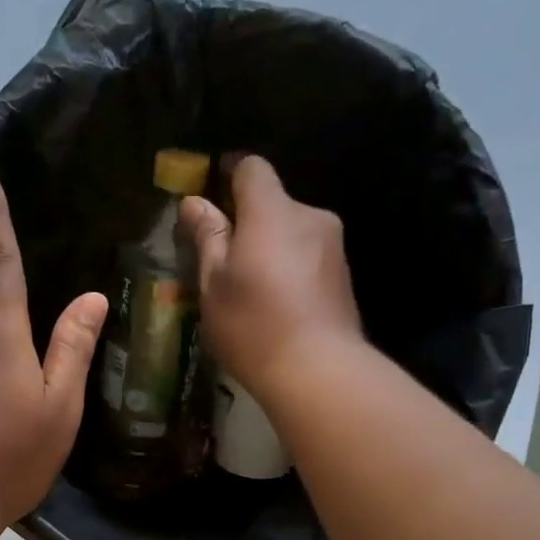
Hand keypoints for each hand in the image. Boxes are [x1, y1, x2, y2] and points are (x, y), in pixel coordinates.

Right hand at [180, 156, 363, 396]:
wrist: (318, 370)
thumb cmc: (253, 324)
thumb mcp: (214, 284)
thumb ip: (207, 237)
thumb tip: (194, 202)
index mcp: (272, 211)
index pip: (252, 168)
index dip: (230, 175)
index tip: (213, 194)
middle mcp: (309, 216)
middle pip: (274, 205)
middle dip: (250, 224)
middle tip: (226, 261)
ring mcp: (333, 247)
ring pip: (293, 234)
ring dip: (272, 251)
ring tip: (253, 292)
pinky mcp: (344, 277)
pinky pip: (309, 260)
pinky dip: (291, 272)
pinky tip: (279, 308)